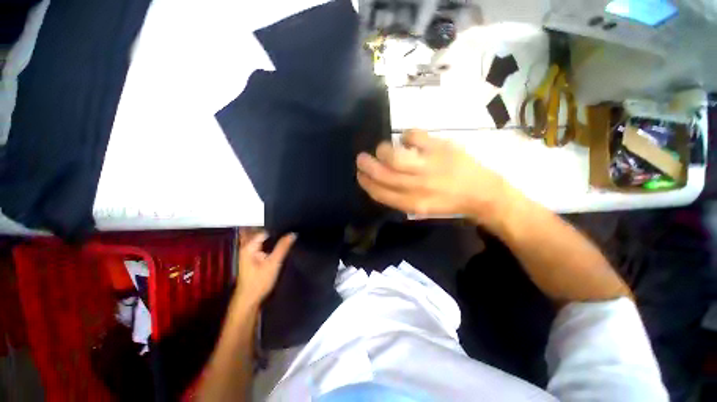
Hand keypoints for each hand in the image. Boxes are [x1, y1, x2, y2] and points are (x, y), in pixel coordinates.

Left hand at [235, 230, 295, 307]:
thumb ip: (283, 247)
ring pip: (265, 242)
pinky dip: (272, 246)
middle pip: (264, 235)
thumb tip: (293, 233)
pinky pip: (264, 247)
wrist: (249, 301)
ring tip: (288, 239)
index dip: (278, 230)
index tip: (290, 229)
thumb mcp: (274, 263)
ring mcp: (250, 253)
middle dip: (277, 234)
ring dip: (275, 241)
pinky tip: (281, 248)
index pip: (265, 230)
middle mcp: (247, 247)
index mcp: (249, 246)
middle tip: (291, 234)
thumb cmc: (259, 282)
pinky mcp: (254, 259)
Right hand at [356, 130, 509, 225]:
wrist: (482, 193)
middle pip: (383, 174)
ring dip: (382, 150)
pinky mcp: (441, 148)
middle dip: (367, 166)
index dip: (366, 183)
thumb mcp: (421, 207)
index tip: (360, 175)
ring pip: (394, 156)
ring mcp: (429, 166)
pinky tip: (407, 140)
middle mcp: (417, 187)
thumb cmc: (448, 202)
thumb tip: (381, 178)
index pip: (380, 193)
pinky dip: (406, 136)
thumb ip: (399, 196)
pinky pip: (414, 136)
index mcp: (412, 204)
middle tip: (361, 158)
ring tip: (382, 149)